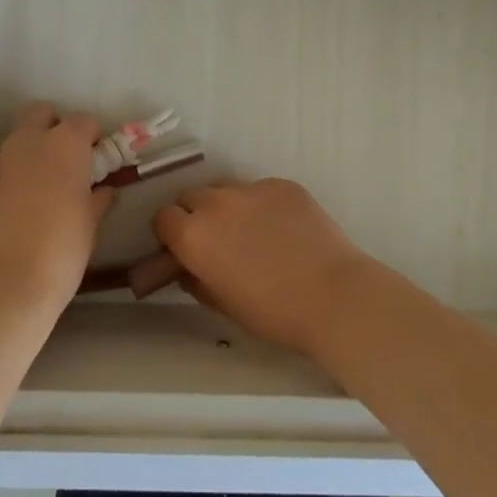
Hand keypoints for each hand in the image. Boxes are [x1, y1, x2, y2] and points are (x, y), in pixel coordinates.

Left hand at [0, 102, 113, 316]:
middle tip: (66, 162)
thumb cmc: (60, 252)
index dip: (92, 137)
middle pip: (40, 114)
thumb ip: (96, 200)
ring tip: (40, 194)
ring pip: (16, 144)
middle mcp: (26, 144)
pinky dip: (9, 182)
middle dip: (54, 128)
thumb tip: (102, 191)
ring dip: (30, 157)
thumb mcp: (90, 226)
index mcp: (63, 146)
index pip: (83, 121)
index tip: (97, 159)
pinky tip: (16, 215)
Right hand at [152, 179, 372, 354]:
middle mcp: (216, 203)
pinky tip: (283, 228)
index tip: (182, 247)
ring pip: (225, 188)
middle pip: (191, 196)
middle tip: (216, 239)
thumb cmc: (273, 312)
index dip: (171, 233)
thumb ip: (197, 281)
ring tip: (250, 230)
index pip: (163, 217)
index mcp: (193, 235)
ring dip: (226, 205)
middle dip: (195, 214)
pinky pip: (260, 189)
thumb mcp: (223, 304)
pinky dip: (262, 204)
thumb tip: (189, 269)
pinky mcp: (282, 184)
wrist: (332, 294)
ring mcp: (251, 189)